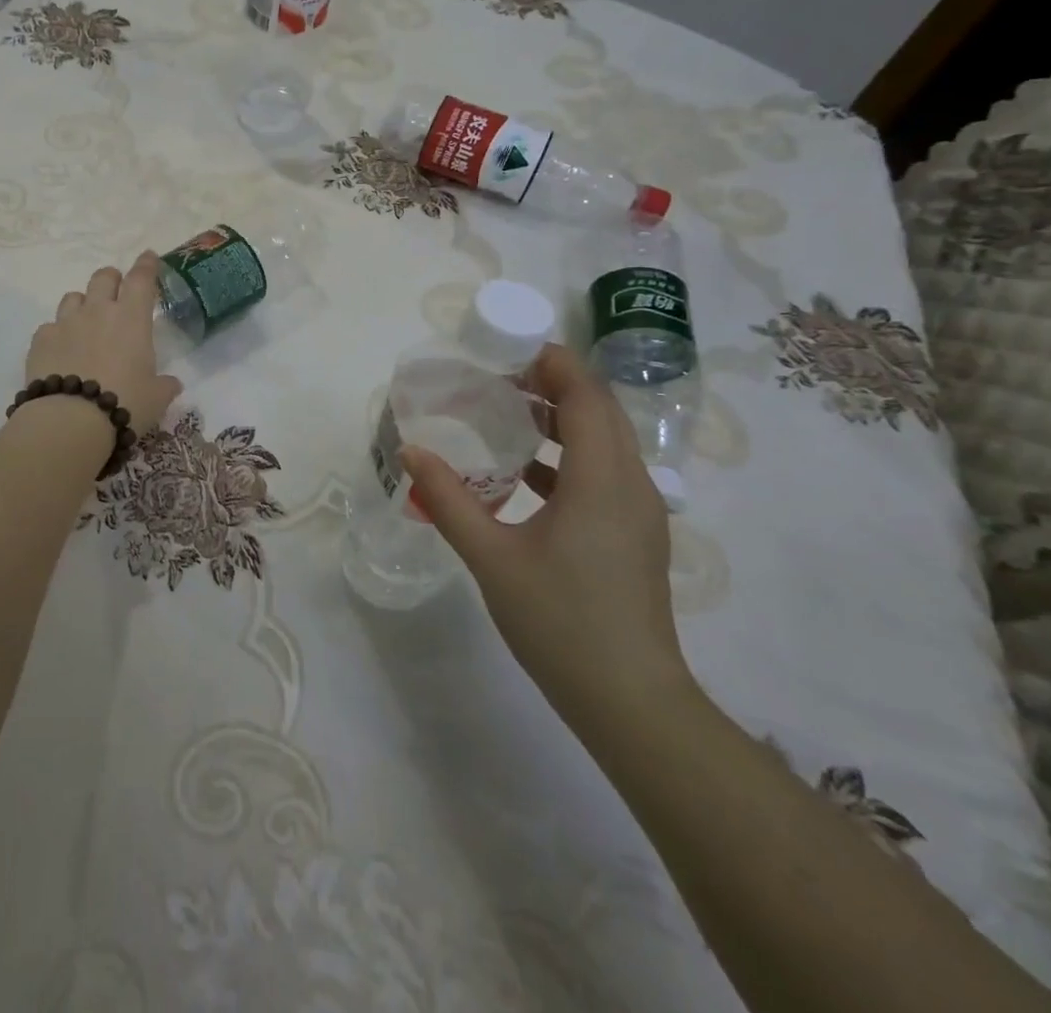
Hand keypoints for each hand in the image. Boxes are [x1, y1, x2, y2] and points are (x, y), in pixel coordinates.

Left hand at [25, 254, 182, 434]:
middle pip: (103, 277)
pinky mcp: (41, 340)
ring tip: (85, 323)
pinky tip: (61, 352)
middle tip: (116, 292)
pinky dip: (58, 334)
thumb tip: (172, 384)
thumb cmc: (125, 403)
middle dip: (112, 279)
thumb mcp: (156, 398)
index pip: (141, 279)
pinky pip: (50, 326)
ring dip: (83, 304)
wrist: (71, 421)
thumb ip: (165, 386)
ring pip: (73, 297)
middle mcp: (98, 311)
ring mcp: (66, 323)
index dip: (146, 265)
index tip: (148, 256)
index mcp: (131, 318)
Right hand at [403, 344, 692, 726]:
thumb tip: (411, 450)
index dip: (552, 364)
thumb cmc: (561, 621)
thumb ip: (448, 499)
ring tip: (504, 415)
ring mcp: (639, 513)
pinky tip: (521, 475)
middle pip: (599, 412)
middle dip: (552, 386)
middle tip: (496, 379)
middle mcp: (631, 485)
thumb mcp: (491, 557)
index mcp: (602, 480)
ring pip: (604, 443)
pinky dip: (565, 457)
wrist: (631, 702)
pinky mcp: (634, 536)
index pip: (586, 396)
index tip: (507, 350)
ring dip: (559, 421)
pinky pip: (603, 474)